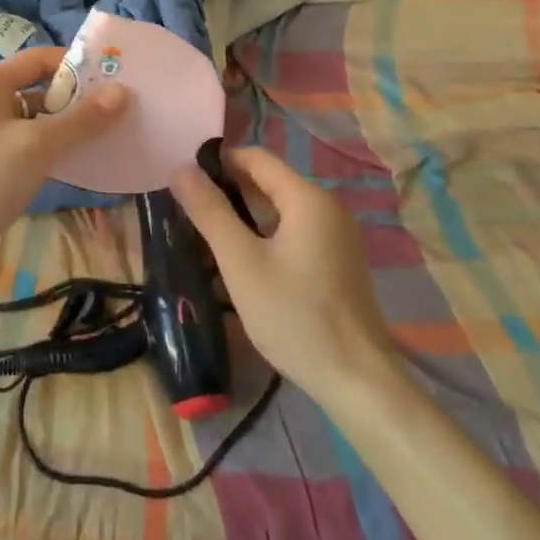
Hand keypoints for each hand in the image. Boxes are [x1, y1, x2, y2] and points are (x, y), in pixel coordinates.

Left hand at [0, 46, 126, 287]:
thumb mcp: (37, 146)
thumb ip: (81, 120)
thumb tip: (123, 92)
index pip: (37, 59)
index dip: (73, 64)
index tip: (109, 77)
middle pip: (34, 89)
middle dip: (72, 99)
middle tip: (111, 111)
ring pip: (28, 120)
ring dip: (60, 127)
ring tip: (98, 138)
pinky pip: (19, 144)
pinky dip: (44, 149)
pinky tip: (69, 164)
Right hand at [170, 146, 397, 398]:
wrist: (358, 382)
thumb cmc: (295, 317)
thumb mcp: (241, 263)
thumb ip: (210, 212)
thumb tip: (180, 169)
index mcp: (307, 197)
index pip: (255, 157)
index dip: (218, 162)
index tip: (185, 181)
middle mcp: (326, 206)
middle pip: (268, 181)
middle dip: (228, 190)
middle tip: (189, 210)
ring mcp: (336, 235)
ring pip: (280, 209)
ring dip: (245, 215)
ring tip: (207, 234)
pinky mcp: (337, 260)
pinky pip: (294, 231)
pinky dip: (265, 235)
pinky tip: (242, 259)